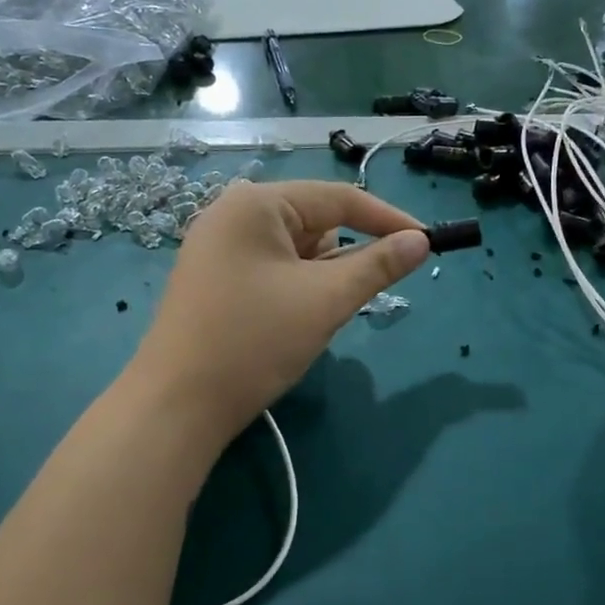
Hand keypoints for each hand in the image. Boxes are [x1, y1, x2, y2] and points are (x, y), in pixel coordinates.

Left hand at [130, 179, 430, 444]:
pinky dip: (297, 288)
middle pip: (315, 222)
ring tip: (314, 317)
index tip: (428, 242)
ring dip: (321, 277)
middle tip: (357, 297)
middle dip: (346, 257)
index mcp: (256, 204)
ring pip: (296, 250)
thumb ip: (378, 265)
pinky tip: (293, 322)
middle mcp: (233, 214)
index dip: (388, 219)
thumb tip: (422, 241)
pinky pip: (274, 269)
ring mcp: (219, 248)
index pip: (338, 198)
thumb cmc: (254, 342)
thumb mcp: (326, 300)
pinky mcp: (215, 279)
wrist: (176, 406)